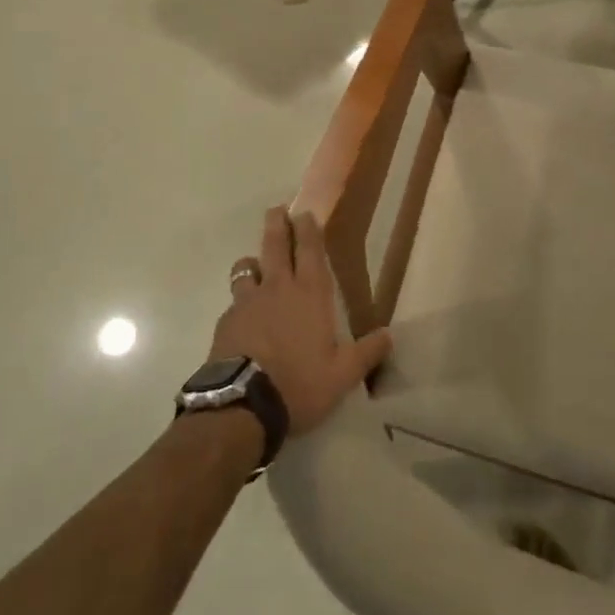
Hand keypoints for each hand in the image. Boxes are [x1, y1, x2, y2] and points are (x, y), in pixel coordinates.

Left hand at [212, 207, 392, 437]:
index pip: (310, 250)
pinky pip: (234, 301)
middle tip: (276, 210)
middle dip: (277, 224)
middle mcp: (278, 288)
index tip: (304, 212)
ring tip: (255, 265)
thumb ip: (367, 353)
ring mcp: (248, 303)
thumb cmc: (300, 383)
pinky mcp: (226, 321)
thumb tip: (389, 335)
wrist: (243, 405)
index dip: (308, 229)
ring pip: (247, 268)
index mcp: (310, 294)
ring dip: (253, 262)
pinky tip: (242, 316)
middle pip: (275, 245)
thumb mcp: (343, 375)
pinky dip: (240, 301)